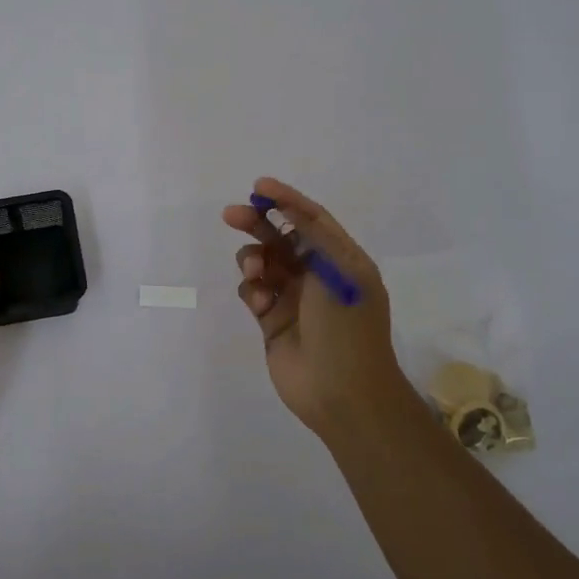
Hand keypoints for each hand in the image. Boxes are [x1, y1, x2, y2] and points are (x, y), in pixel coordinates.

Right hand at [222, 178, 410, 434]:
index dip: (287, 199)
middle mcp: (317, 275)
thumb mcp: (338, 271)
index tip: (259, 186)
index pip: (312, 219)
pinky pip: (254, 293)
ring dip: (253, 260)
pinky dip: (252, 291)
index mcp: (341, 260)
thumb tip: (288, 207)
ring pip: (263, 264)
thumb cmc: (346, 326)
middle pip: (281, 237)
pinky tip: (261, 304)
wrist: (342, 392)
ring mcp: (294, 298)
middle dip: (258, 224)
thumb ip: (311, 235)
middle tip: (231, 214)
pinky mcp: (272, 321)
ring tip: (254, 272)